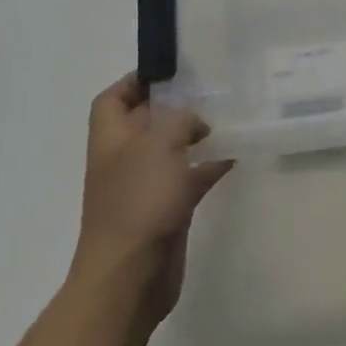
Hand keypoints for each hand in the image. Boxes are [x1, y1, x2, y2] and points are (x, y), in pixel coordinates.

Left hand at [72, 74, 233, 322]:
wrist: (131, 275)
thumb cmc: (139, 202)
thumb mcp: (160, 145)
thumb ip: (180, 120)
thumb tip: (195, 123)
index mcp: (112, 138)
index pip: (113, 98)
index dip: (135, 81)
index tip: (171, 70)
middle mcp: (124, 159)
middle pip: (145, 121)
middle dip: (173, 105)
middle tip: (209, 89)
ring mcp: (144, 187)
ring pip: (169, 150)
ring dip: (193, 135)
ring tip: (225, 118)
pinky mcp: (166, 210)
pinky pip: (188, 179)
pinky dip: (207, 166)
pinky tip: (233, 157)